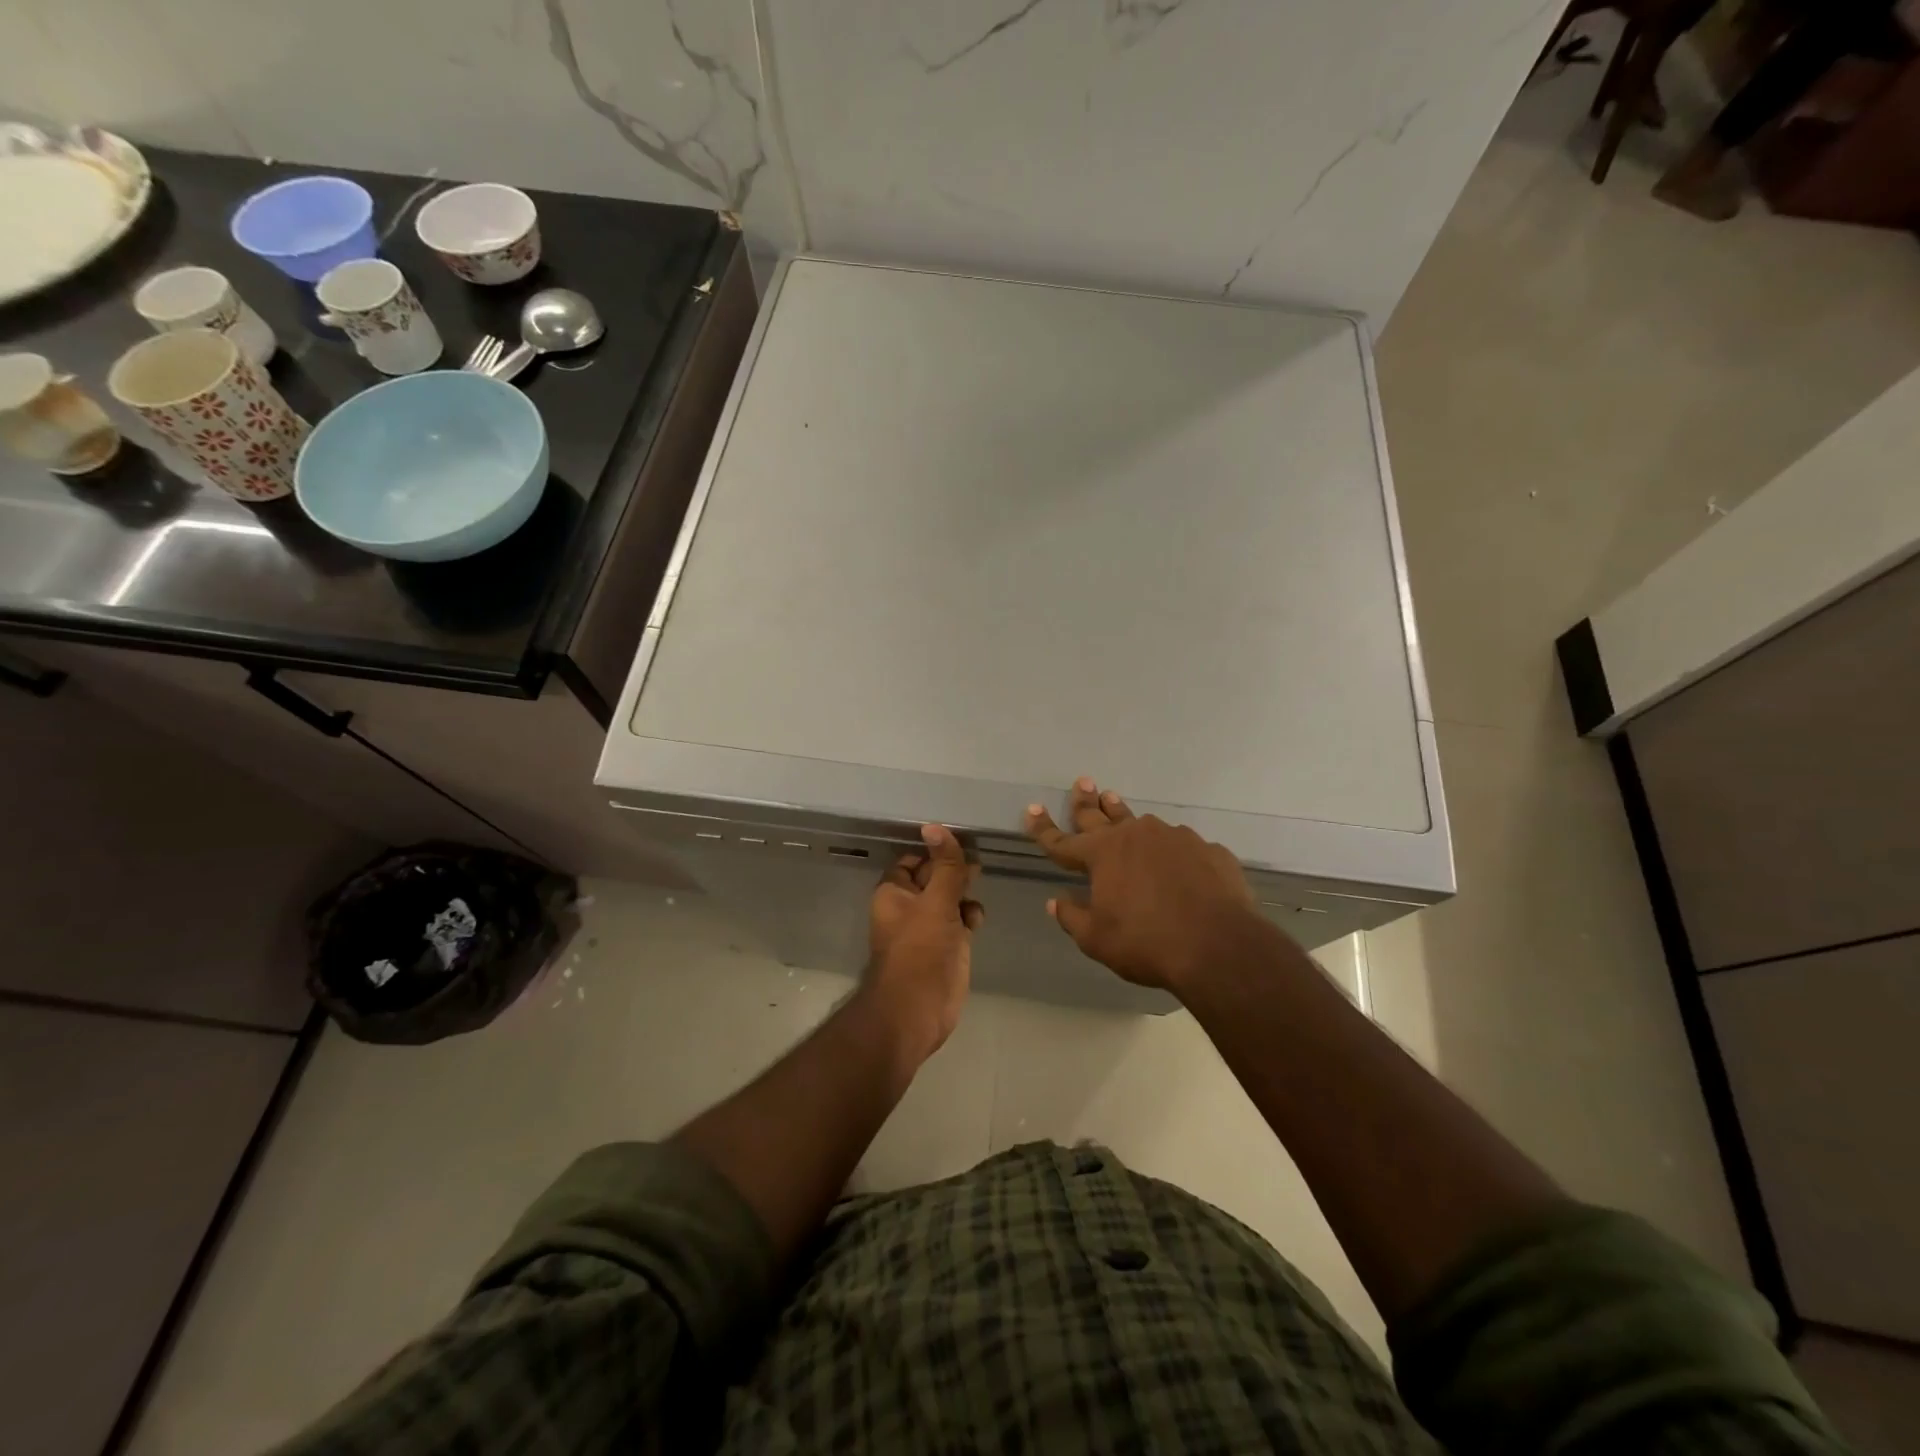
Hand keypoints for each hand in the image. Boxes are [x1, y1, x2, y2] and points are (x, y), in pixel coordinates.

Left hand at [862, 824, 983, 1060]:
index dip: (934, 851)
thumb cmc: (920, 951)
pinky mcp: (948, 945)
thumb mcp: (936, 903)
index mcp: (894, 892)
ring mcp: (929, 927)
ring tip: (978, 887)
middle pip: (935, 876)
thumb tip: (935, 826)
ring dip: (964, 892)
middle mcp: (909, 906)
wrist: (917, 1010)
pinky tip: (977, 919)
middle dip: (954, 870)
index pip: (914, 860)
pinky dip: (970, 915)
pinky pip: (961, 920)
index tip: (960, 842)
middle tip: (977, 863)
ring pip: (950, 897)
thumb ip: (944, 866)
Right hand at [1026, 777, 1276, 993]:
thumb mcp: (1097, 939)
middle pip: (1101, 815)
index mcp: (1102, 854)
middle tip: (1083, 782)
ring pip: (1142, 823)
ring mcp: (1175, 838)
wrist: (1219, 946)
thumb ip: (1072, 917)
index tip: (1031, 809)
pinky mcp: (1208, 850)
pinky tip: (1176, 860)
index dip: (1043, 828)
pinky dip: (1171, 851)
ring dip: (1125, 815)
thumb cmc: (1147, 943)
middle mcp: (1136, 836)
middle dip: (1086, 800)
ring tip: (1116, 802)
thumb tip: (1056, 901)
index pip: (1061, 841)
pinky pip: (1182, 846)